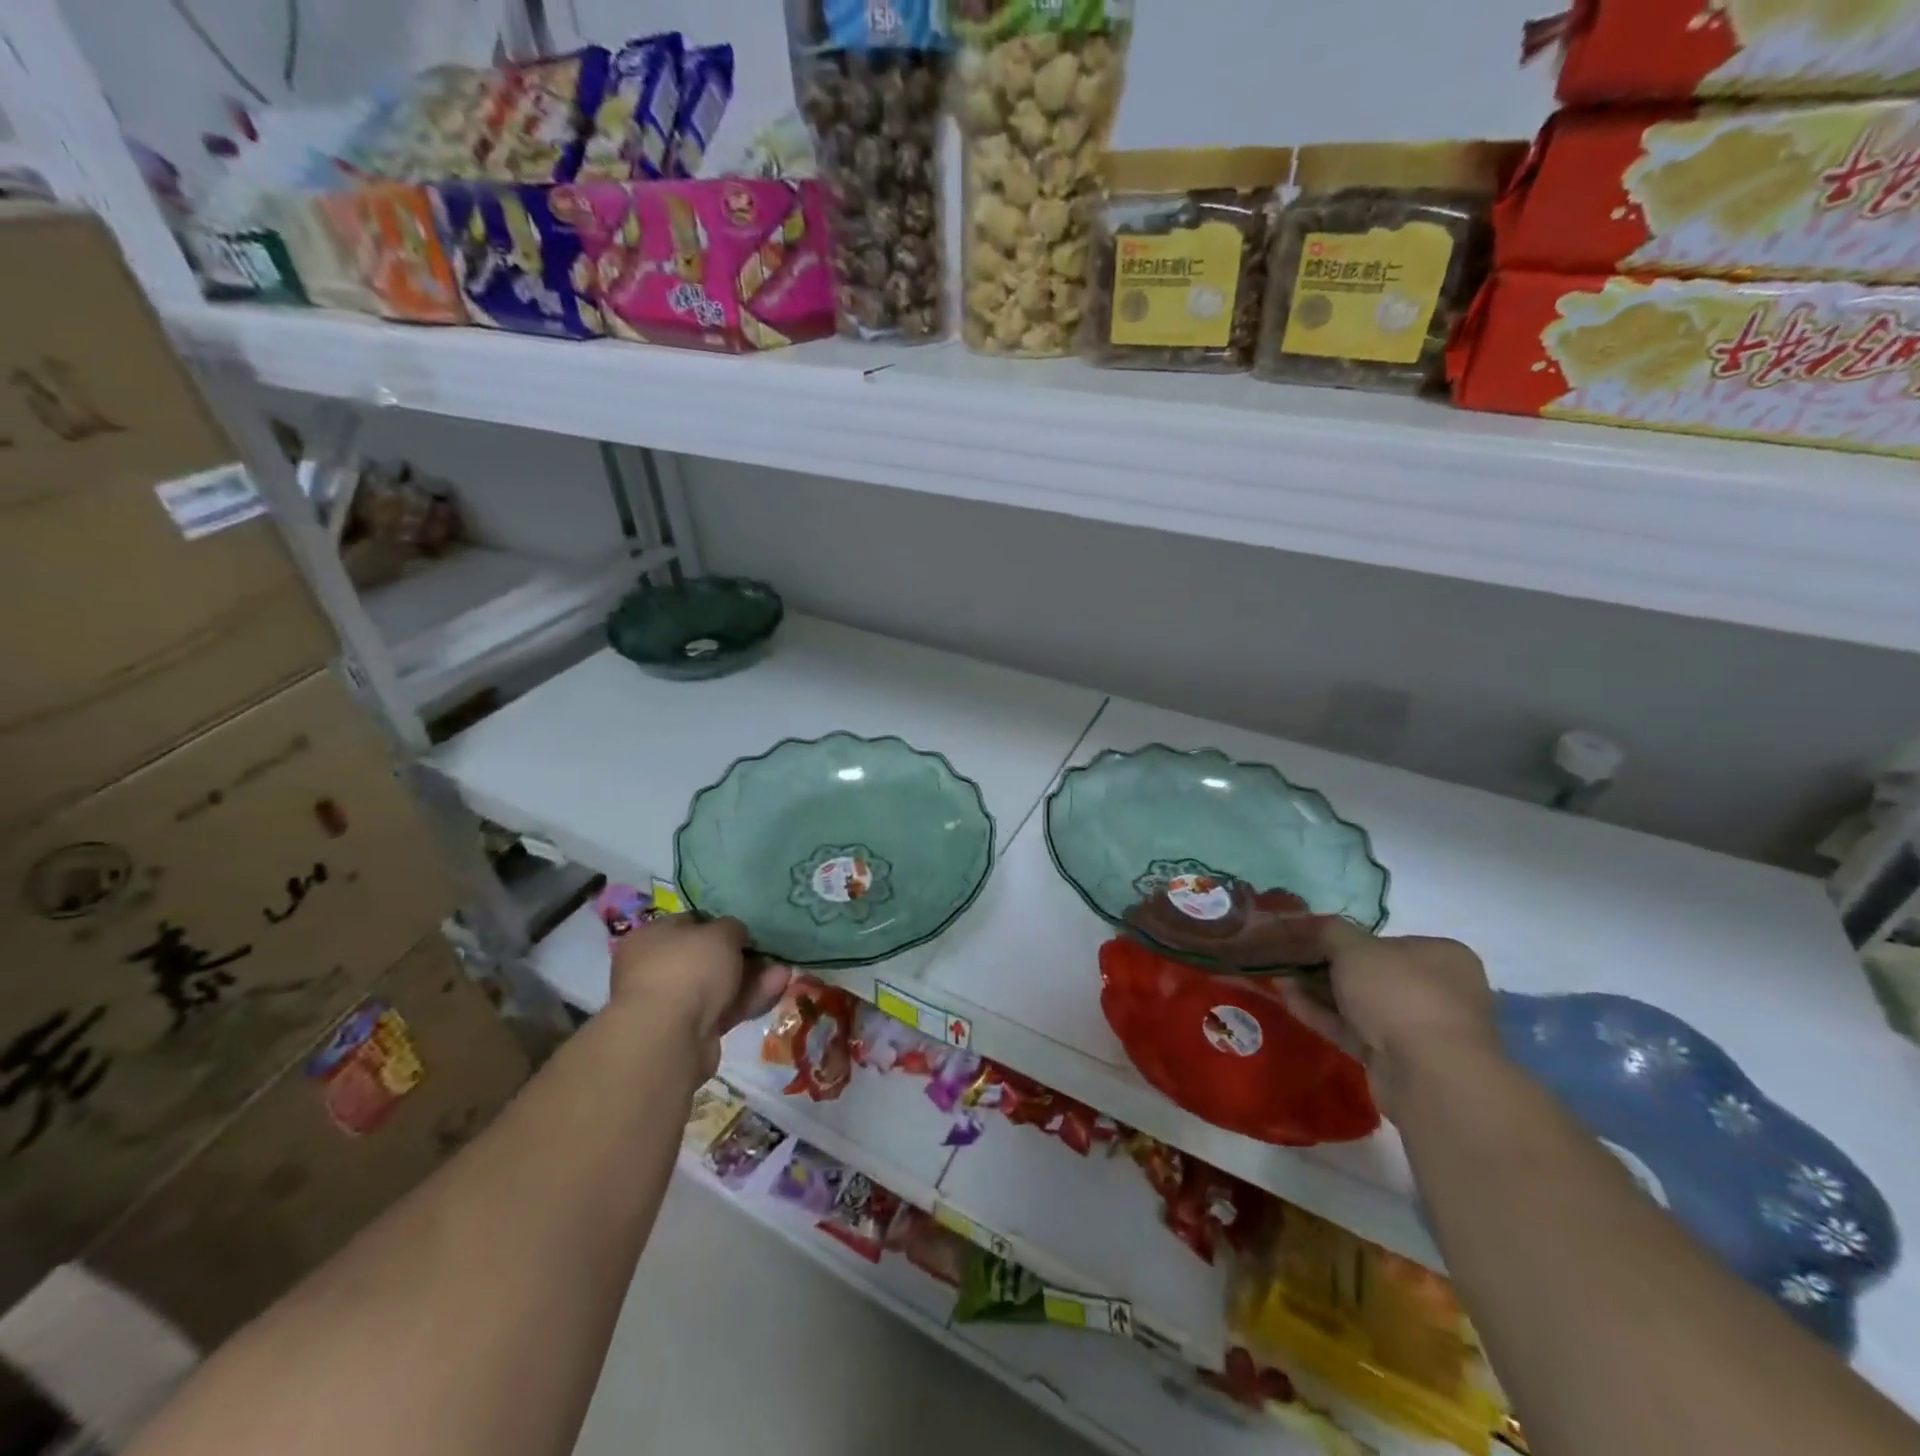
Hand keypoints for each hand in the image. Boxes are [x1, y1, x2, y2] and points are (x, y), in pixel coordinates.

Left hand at [608, 916, 789, 1078]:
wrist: (669, 1035)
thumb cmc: (688, 967)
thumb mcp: (721, 933)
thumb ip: (733, 928)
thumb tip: (735, 934)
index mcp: (651, 938)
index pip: (690, 923)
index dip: (721, 924)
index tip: (747, 928)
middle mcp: (655, 969)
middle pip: (707, 958)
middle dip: (743, 956)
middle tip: (771, 953)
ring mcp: (671, 1004)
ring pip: (719, 986)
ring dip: (752, 978)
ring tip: (784, 972)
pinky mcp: (689, 1032)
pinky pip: (724, 1009)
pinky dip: (748, 1000)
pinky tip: (776, 990)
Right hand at [1278, 919, 1499, 1117]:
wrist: (1429, 1075)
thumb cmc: (1399, 994)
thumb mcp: (1355, 948)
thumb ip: (1329, 931)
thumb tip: (1312, 925)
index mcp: (1440, 956)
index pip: (1383, 940)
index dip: (1341, 938)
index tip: (1306, 938)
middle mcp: (1436, 989)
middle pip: (1367, 972)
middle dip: (1323, 965)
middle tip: (1287, 959)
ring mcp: (1417, 1027)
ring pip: (1357, 1002)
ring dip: (1317, 990)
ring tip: (1278, 977)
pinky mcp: (1397, 1058)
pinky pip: (1353, 1029)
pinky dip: (1322, 1014)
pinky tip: (1288, 1000)